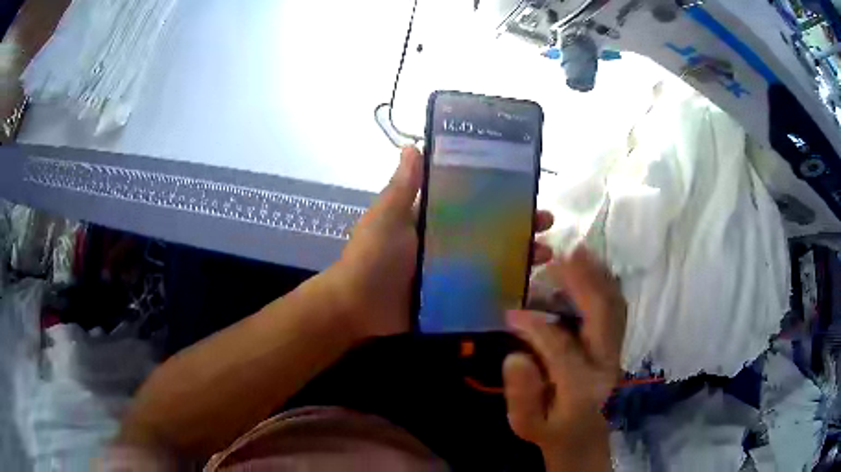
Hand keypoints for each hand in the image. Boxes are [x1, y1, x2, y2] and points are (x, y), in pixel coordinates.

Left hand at [326, 146, 555, 340]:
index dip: (500, 198)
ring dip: (519, 257)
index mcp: (432, 221)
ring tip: (545, 255)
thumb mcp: (387, 217)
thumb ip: (403, 187)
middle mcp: (444, 244)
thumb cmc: (372, 258)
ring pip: (492, 261)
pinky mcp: (451, 299)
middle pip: (489, 233)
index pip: (474, 204)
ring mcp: (450, 274)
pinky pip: (482, 291)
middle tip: (547, 226)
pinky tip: (529, 288)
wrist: (356, 307)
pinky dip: (504, 288)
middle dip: (519, 229)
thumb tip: (412, 146)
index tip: (528, 193)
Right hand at [502, 247, 625, 470]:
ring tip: (580, 252)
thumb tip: (516, 357)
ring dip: (598, 277)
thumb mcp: (526, 423)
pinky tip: (593, 269)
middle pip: (602, 317)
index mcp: (582, 386)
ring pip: (614, 308)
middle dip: (582, 283)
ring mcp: (614, 352)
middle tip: (563, 255)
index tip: (510, 313)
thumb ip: (521, 394)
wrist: (581, 433)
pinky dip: (606, 285)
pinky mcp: (615, 345)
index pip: (562, 348)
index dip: (536, 327)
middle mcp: (606, 364)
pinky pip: (616, 309)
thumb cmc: (550, 429)